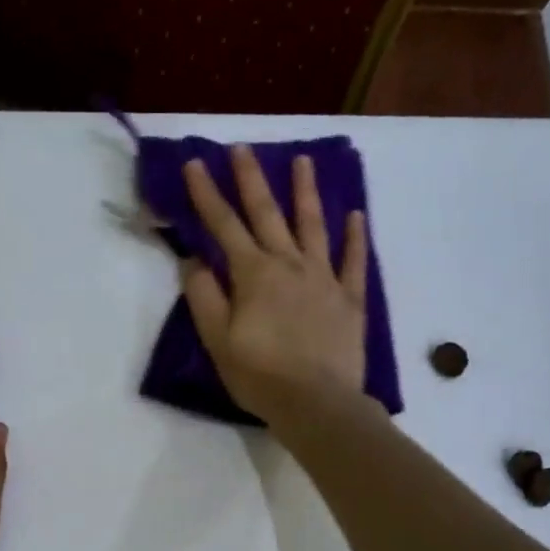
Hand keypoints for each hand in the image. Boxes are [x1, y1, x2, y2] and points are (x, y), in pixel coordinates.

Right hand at [180, 145, 368, 422]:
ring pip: (314, 226)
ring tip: (303, 160)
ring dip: (306, 192)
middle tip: (243, 147)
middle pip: (268, 214)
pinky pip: (355, 261)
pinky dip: (355, 237)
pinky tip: (356, 215)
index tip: (194, 163)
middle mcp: (289, 265)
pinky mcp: (350, 299)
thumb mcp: (218, 340)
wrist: (317, 403)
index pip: (224, 226)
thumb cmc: (260, 375)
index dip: (206, 195)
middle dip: (251, 179)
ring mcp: (324, 279)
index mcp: (253, 274)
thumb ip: (204, 297)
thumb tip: (193, 260)